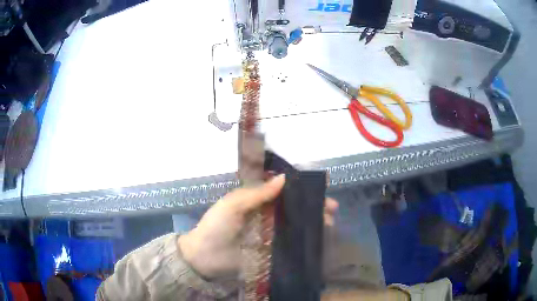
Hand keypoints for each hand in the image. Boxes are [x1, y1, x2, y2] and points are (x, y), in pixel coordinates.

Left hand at [178, 174, 337, 277]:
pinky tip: (318, 238)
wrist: (205, 257)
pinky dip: (304, 239)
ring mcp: (270, 233)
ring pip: (295, 223)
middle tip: (332, 208)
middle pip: (293, 206)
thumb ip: (257, 194)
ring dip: (312, 222)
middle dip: (312, 205)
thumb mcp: (233, 205)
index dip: (300, 186)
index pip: (282, 189)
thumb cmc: (216, 227)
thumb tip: (284, 178)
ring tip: (330, 222)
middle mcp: (266, 214)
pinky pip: (291, 242)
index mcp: (256, 200)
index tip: (320, 185)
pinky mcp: (271, 250)